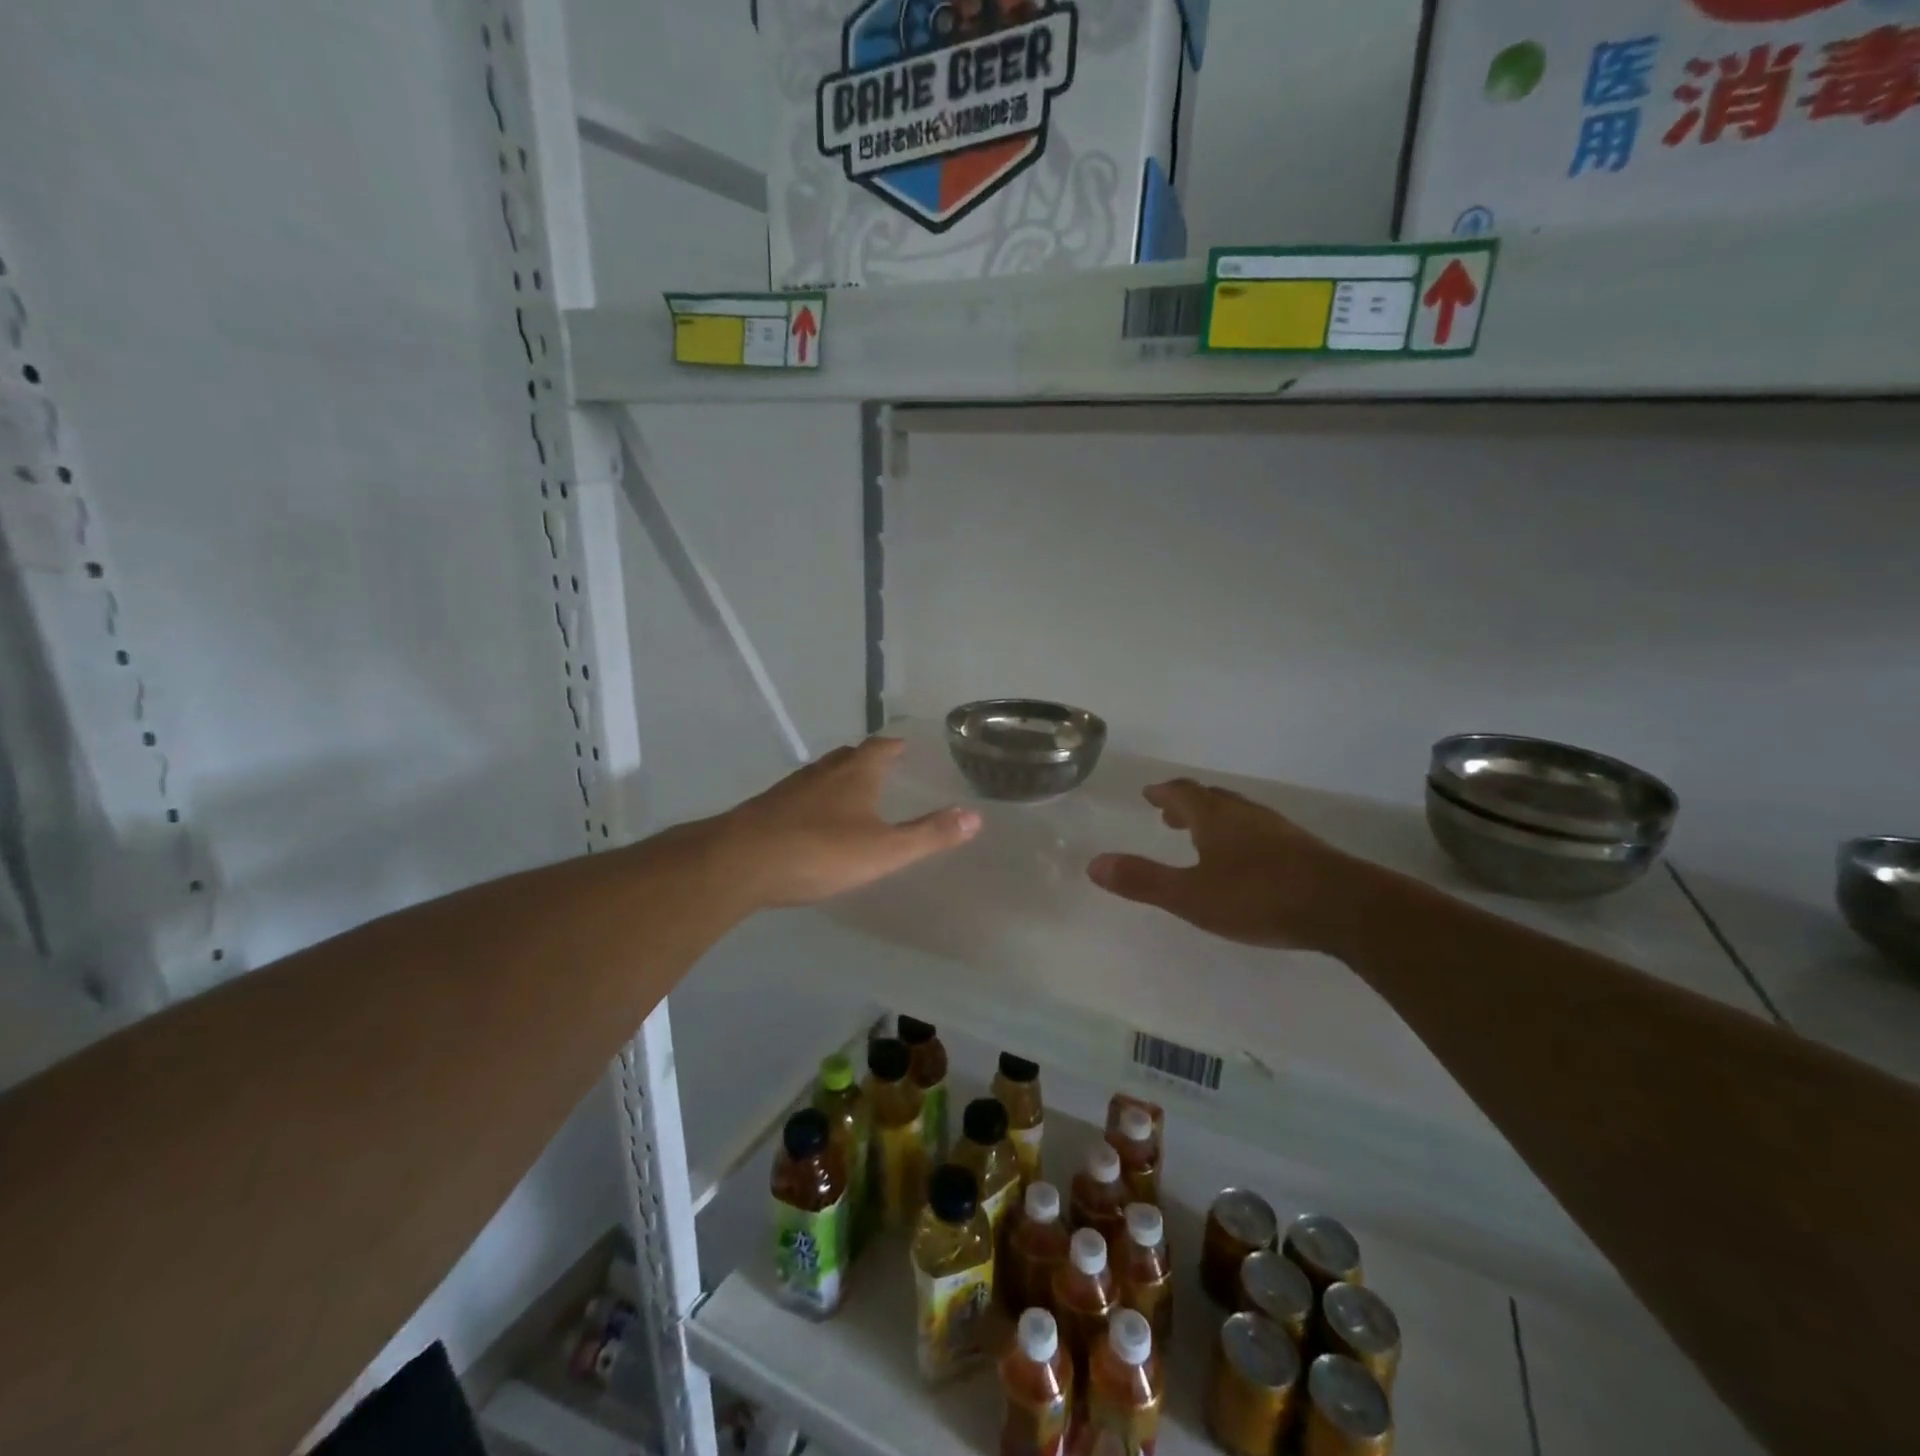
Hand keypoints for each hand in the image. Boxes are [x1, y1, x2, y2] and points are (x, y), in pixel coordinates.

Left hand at [712, 738, 980, 908]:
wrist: (739, 863)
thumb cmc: (820, 851)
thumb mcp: (884, 850)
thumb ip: (929, 835)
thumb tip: (976, 816)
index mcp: (855, 774)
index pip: (880, 748)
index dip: (894, 746)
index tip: (903, 746)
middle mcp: (823, 772)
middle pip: (848, 756)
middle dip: (866, 759)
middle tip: (881, 766)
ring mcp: (790, 789)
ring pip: (821, 775)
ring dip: (838, 778)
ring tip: (850, 792)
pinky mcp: (766, 809)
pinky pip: (799, 797)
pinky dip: (813, 801)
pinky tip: (812, 821)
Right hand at [1088, 780, 1376, 952]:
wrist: (1342, 907)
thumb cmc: (1258, 896)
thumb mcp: (1191, 895)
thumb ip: (1144, 880)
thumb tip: (1094, 864)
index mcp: (1215, 818)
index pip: (1183, 793)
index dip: (1164, 793)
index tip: (1150, 794)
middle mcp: (1245, 815)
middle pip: (1211, 799)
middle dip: (1187, 804)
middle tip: (1169, 814)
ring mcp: (1278, 830)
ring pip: (1237, 814)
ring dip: (1214, 819)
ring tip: (1201, 836)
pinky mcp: (1302, 850)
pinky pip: (1259, 832)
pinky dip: (1239, 835)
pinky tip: (1245, 861)